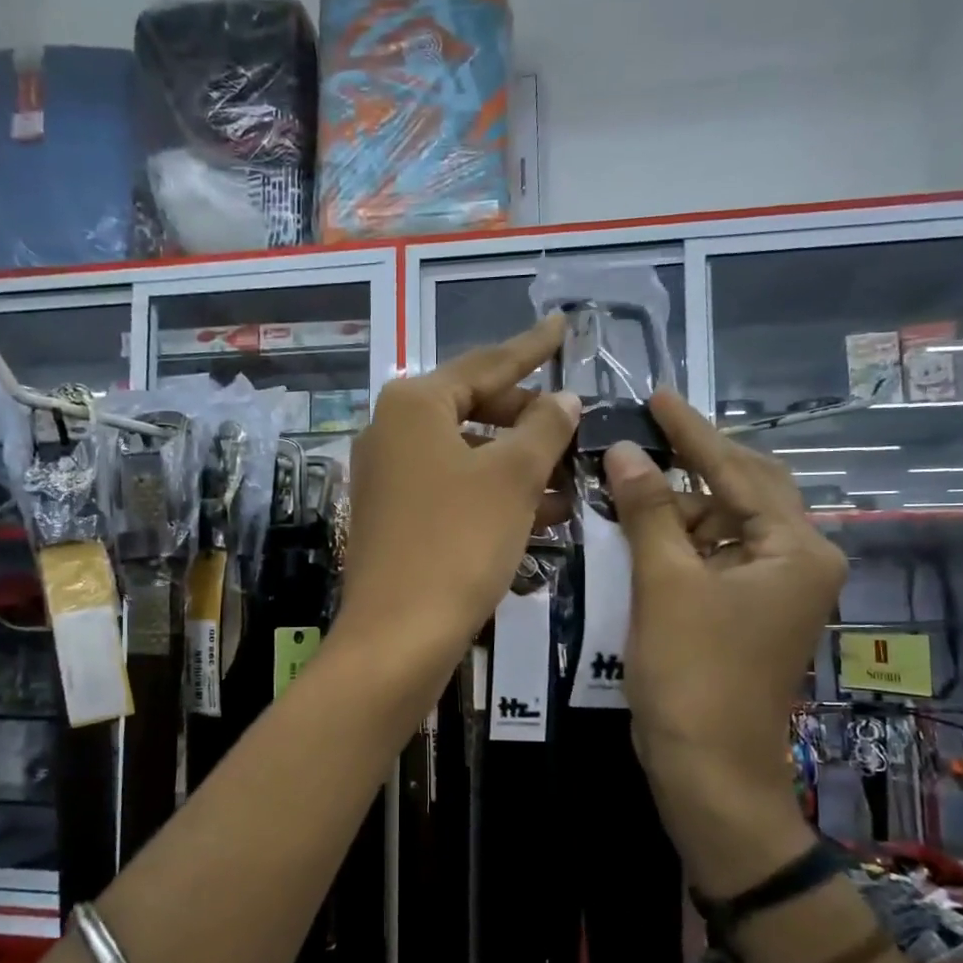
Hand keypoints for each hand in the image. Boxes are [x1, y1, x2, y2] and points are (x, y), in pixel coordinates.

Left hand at [336, 315, 578, 684]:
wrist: (399, 635)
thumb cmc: (458, 541)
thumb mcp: (513, 477)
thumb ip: (544, 428)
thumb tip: (565, 399)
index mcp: (413, 405)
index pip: (486, 364)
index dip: (531, 349)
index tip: (562, 327)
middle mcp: (391, 432)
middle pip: (473, 408)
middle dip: (528, 419)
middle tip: (574, 424)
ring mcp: (388, 478)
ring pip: (468, 455)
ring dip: (520, 464)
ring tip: (571, 475)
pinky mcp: (394, 519)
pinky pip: (454, 490)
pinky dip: (496, 495)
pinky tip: (543, 513)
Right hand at [603, 391, 847, 894]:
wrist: (707, 770)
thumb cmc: (692, 674)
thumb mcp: (665, 583)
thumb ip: (648, 510)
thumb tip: (623, 450)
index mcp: (796, 549)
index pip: (738, 469)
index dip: (691, 432)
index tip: (656, 395)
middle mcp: (798, 560)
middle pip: (742, 490)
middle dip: (689, 466)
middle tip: (637, 436)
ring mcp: (773, 589)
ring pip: (723, 524)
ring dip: (676, 508)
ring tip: (623, 488)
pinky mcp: (746, 611)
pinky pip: (712, 556)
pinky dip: (677, 542)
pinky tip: (639, 531)